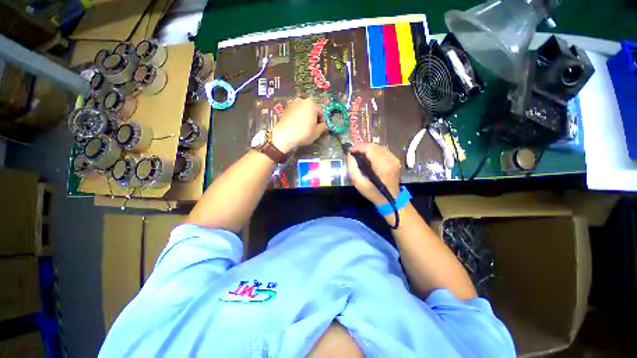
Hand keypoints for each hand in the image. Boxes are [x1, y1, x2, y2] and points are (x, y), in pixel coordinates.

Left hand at [272, 98, 325, 153]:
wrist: (284, 135)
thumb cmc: (303, 133)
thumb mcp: (317, 132)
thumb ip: (323, 127)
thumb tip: (322, 125)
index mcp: (312, 104)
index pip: (321, 112)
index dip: (322, 122)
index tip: (320, 129)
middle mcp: (302, 100)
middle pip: (312, 110)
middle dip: (313, 118)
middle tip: (313, 128)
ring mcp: (293, 103)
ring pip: (303, 111)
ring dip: (306, 117)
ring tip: (305, 127)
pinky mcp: (286, 108)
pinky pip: (296, 112)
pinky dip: (298, 118)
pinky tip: (297, 126)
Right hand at [347, 143, 400, 205]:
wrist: (390, 200)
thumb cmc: (373, 193)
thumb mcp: (359, 183)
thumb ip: (352, 168)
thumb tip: (350, 155)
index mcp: (382, 166)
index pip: (370, 148)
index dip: (358, 147)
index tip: (349, 150)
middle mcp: (390, 159)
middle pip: (374, 146)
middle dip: (362, 147)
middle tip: (353, 152)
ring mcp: (394, 158)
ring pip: (378, 147)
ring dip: (367, 149)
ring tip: (359, 154)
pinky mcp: (395, 159)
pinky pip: (382, 150)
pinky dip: (373, 151)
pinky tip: (367, 157)